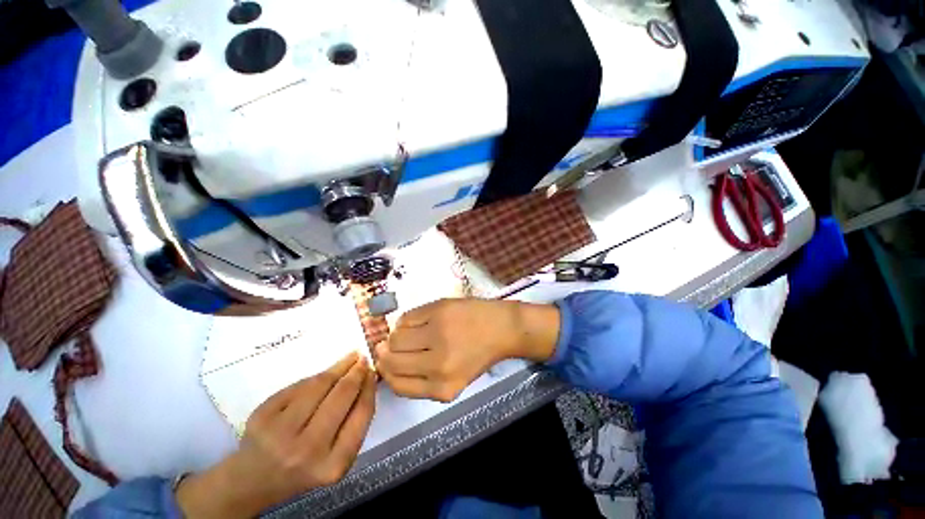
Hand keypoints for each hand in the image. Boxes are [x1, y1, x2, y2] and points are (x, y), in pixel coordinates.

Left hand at [176, 352, 375, 517]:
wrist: (253, 480)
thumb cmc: (304, 468)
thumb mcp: (336, 457)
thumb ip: (353, 423)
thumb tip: (367, 379)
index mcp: (332, 465)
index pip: (361, 414)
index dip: (369, 388)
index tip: (372, 372)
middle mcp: (306, 450)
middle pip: (341, 395)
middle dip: (356, 372)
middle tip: (363, 359)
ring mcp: (280, 432)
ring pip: (318, 385)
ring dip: (338, 367)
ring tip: (349, 358)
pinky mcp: (261, 417)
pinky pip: (298, 387)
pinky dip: (314, 378)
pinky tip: (323, 375)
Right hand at [375, 298, 559, 402]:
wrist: (502, 327)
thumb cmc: (479, 354)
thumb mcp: (454, 380)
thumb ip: (422, 380)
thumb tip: (386, 364)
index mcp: (442, 387)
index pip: (397, 384)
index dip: (386, 373)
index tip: (385, 363)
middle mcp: (437, 363)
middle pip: (391, 359)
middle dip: (386, 353)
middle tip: (391, 346)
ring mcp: (438, 332)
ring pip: (395, 336)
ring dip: (397, 336)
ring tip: (412, 333)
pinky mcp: (438, 309)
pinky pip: (406, 317)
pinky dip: (407, 321)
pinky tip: (420, 321)